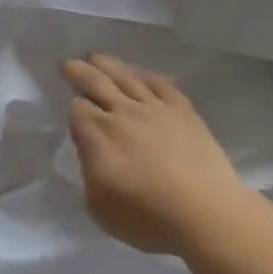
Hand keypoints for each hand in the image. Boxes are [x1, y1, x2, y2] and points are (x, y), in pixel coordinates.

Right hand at [64, 54, 245, 254]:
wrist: (205, 213)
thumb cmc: (146, 217)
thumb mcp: (98, 205)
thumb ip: (90, 172)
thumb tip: (91, 150)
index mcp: (98, 135)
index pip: (77, 109)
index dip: (72, 108)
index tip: (71, 112)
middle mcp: (124, 114)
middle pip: (97, 83)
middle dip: (79, 72)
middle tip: (68, 63)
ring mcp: (156, 110)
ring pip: (127, 78)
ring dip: (109, 65)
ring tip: (97, 57)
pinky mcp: (184, 113)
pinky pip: (162, 85)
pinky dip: (148, 76)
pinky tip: (143, 75)